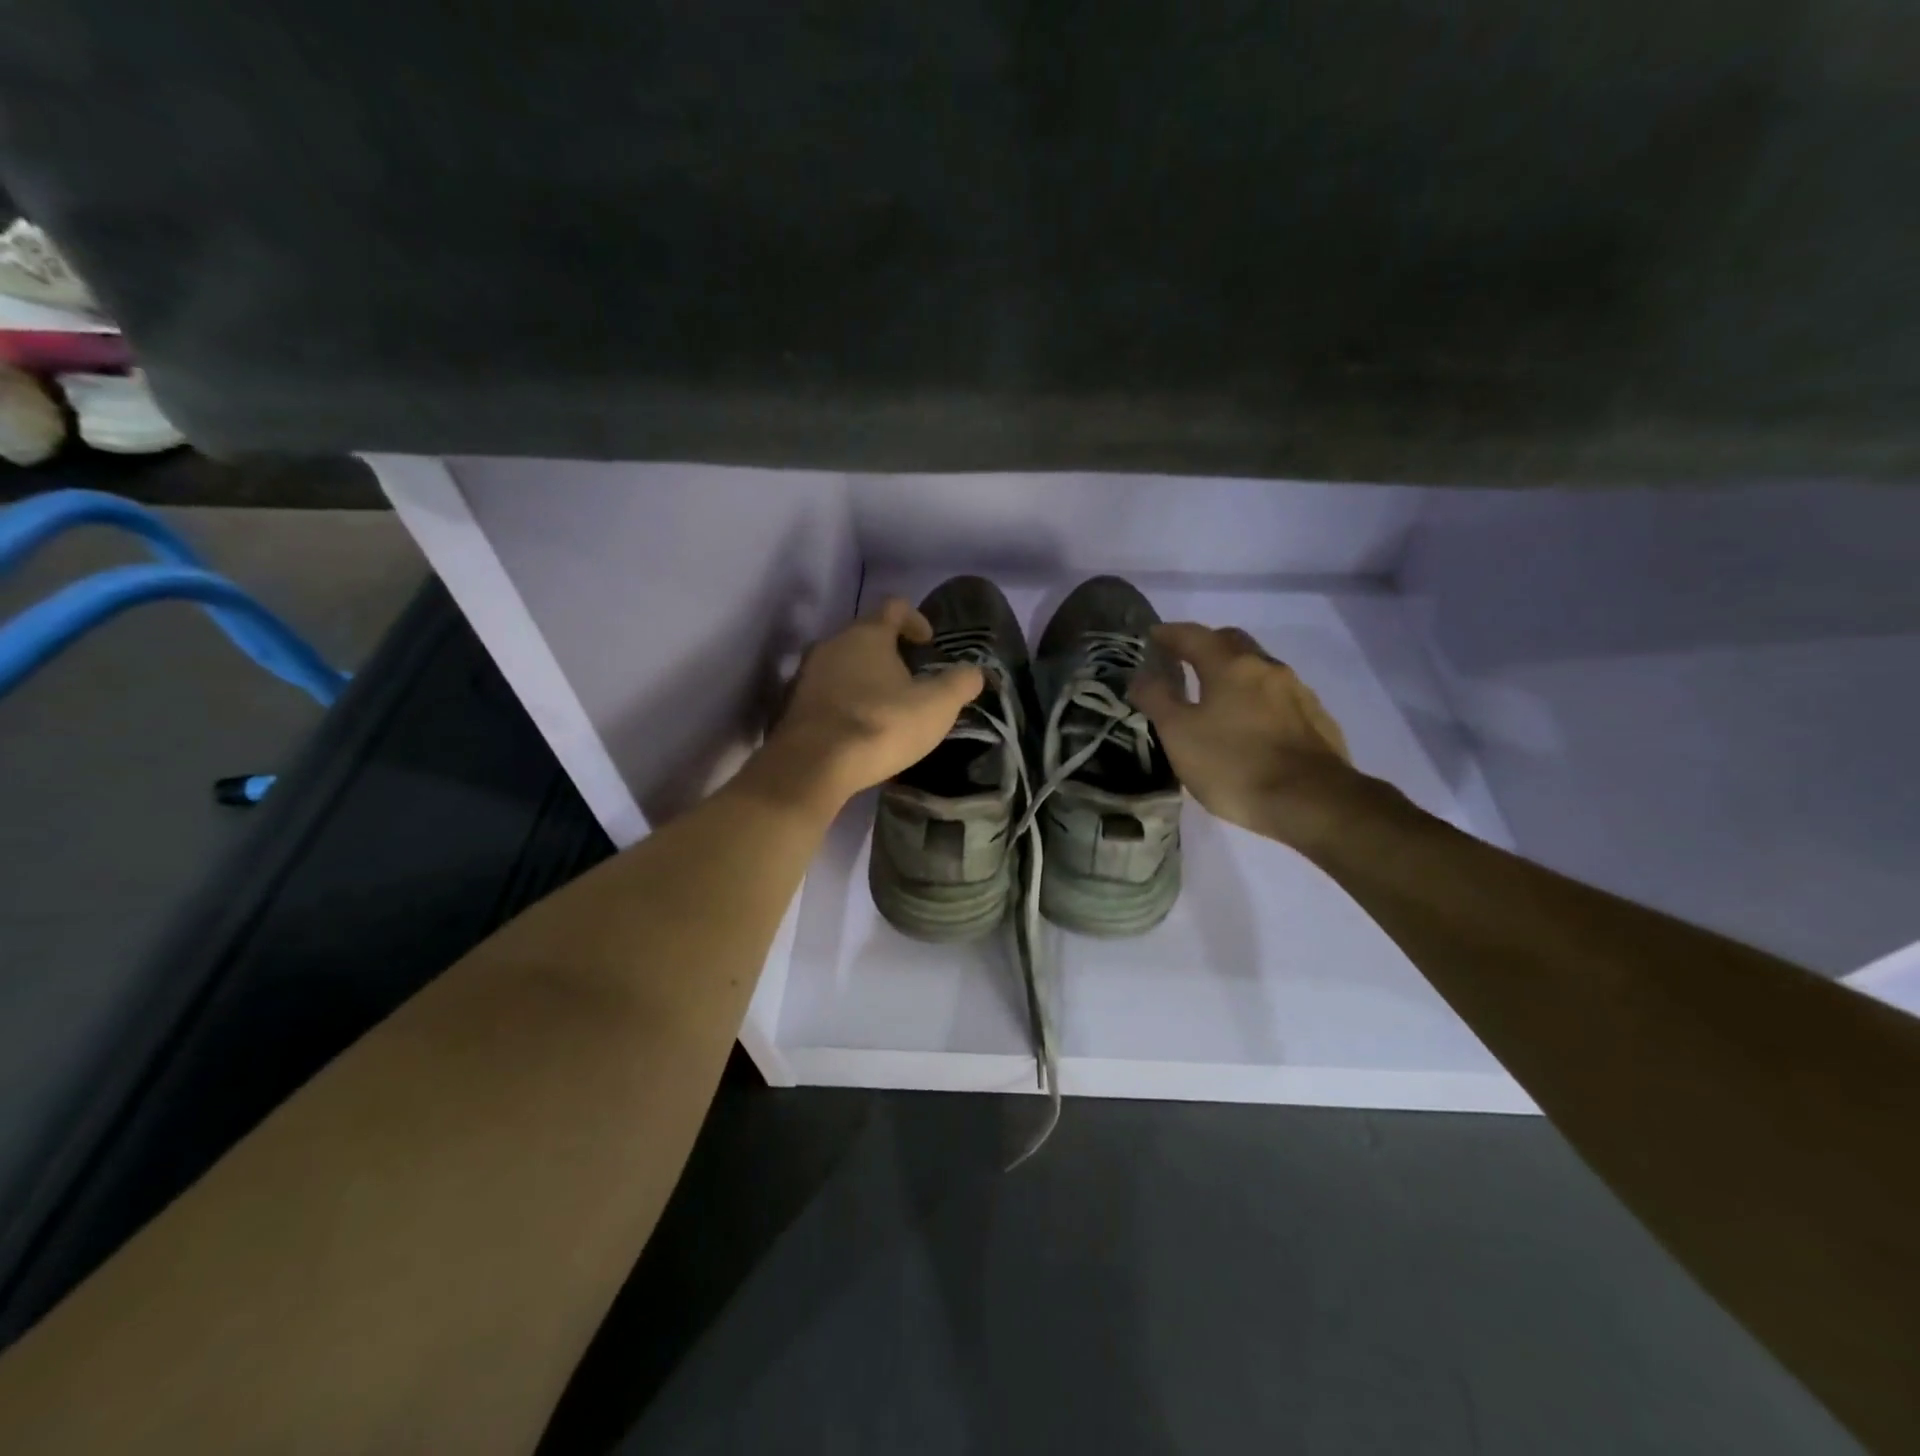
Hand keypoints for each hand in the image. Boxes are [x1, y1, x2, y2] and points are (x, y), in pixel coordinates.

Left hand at [759, 598, 983, 809]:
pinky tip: (857, 729)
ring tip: (885, 708)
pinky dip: (844, 702)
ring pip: (842, 665)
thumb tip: (974, 672)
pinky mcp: (790, 705)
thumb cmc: (881, 725)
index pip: (894, 607)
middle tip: (911, 680)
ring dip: (864, 679)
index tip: (929, 644)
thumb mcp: (937, 706)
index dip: (916, 620)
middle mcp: (831, 644)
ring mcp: (805, 674)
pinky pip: (825, 693)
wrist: (812, 767)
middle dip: (889, 653)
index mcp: (867, 634)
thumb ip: (960, 683)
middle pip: (865, 636)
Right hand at [1131, 622, 1363, 849]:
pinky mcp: (1317, 719)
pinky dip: (1257, 699)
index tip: (1152, 637)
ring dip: (1234, 673)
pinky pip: (1279, 697)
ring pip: (1259, 669)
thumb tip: (1141, 674)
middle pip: (1231, 642)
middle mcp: (1267, 667)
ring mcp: (1297, 692)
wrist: (1312, 802)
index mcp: (1230, 665)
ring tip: (1217, 696)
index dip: (1168, 634)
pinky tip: (1252, 725)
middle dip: (1205, 645)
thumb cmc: (1234, 765)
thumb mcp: (1179, 734)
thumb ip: (1157, 699)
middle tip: (1184, 661)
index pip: (1193, 635)